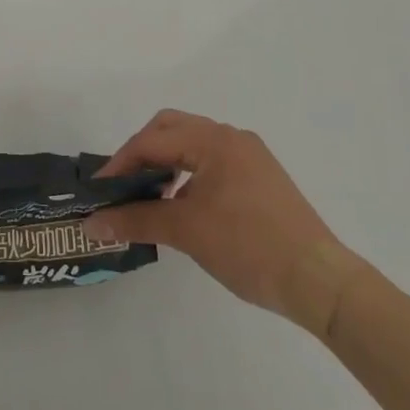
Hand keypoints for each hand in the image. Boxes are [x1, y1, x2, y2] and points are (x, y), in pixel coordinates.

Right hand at [84, 110, 362, 325]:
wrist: (318, 280)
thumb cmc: (248, 246)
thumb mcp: (186, 232)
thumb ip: (135, 221)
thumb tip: (91, 224)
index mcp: (214, 140)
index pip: (152, 140)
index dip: (120, 164)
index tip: (99, 192)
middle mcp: (232, 137)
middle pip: (171, 129)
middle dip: (141, 153)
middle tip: (122, 186)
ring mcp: (250, 156)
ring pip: (193, 145)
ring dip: (165, 164)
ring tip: (149, 198)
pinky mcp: (261, 177)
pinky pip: (212, 162)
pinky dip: (188, 175)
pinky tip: (183, 206)